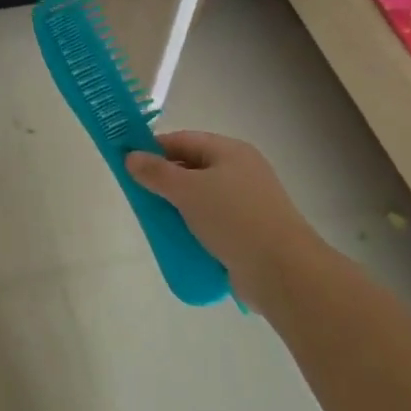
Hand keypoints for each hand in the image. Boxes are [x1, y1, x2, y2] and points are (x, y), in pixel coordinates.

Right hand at [126, 131, 321, 310]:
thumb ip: (157, 173)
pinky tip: (178, 241)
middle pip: (193, 168)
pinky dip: (194, 228)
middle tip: (138, 196)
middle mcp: (241, 171)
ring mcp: (247, 203)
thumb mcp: (189, 190)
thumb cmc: (234, 219)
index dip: (154, 148)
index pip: (184, 139)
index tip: (128, 163)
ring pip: (202, 198)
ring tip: (155, 222)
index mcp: (230, 151)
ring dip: (178, 208)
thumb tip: (131, 157)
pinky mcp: (249, 232)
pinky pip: (213, 222)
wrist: (282, 270)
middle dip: (165, 181)